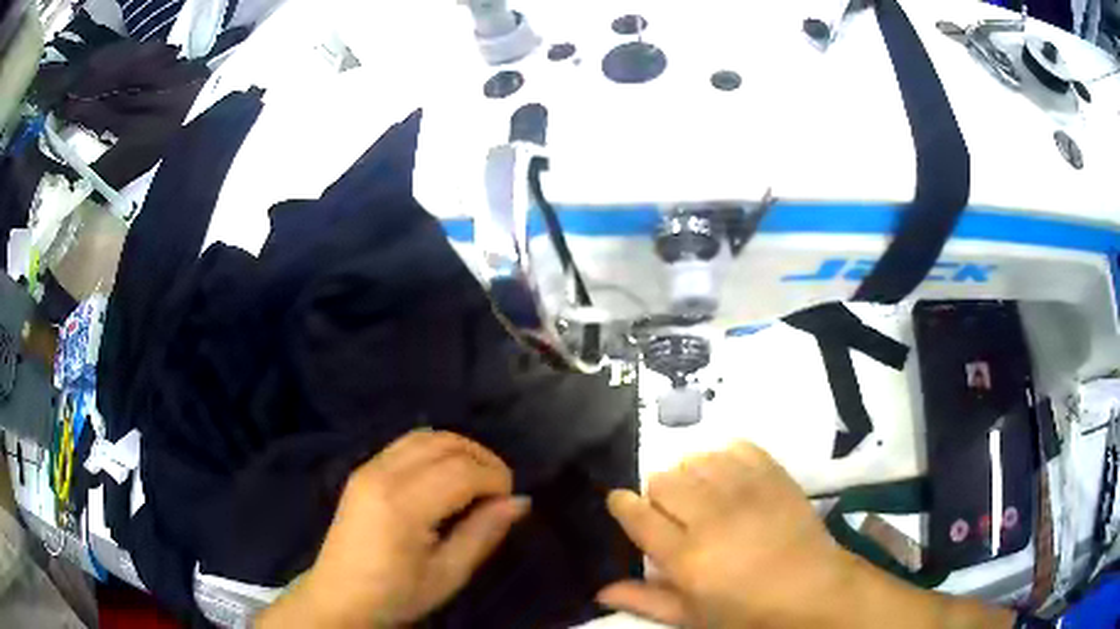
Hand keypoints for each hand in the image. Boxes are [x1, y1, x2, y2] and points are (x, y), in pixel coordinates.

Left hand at [256, 430, 529, 627]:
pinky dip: (435, 450)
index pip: (462, 471)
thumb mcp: (448, 575)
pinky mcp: (362, 470)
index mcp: (402, 505)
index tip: (510, 502)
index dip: (496, 479)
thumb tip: (520, 501)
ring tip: (477, 480)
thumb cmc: (396, 594)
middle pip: (445, 442)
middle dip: (482, 458)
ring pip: (425, 435)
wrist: (339, 598)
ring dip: (459, 449)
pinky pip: (406, 444)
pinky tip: (445, 477)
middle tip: (499, 490)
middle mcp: (382, 474)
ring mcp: (368, 467)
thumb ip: (483, 533)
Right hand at [597, 442, 1014, 628]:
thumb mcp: (692, 617)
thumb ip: (645, 600)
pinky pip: (736, 447)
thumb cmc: (747, 613)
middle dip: (658, 493)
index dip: (623, 504)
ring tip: (702, 496)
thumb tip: (599, 590)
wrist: (812, 590)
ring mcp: (745, 490)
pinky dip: (724, 456)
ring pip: (696, 459)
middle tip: (672, 513)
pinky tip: (728, 476)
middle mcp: (710, 516)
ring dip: (690, 474)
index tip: (621, 503)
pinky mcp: (773, 474)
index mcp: (686, 556)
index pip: (636, 514)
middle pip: (664, 479)